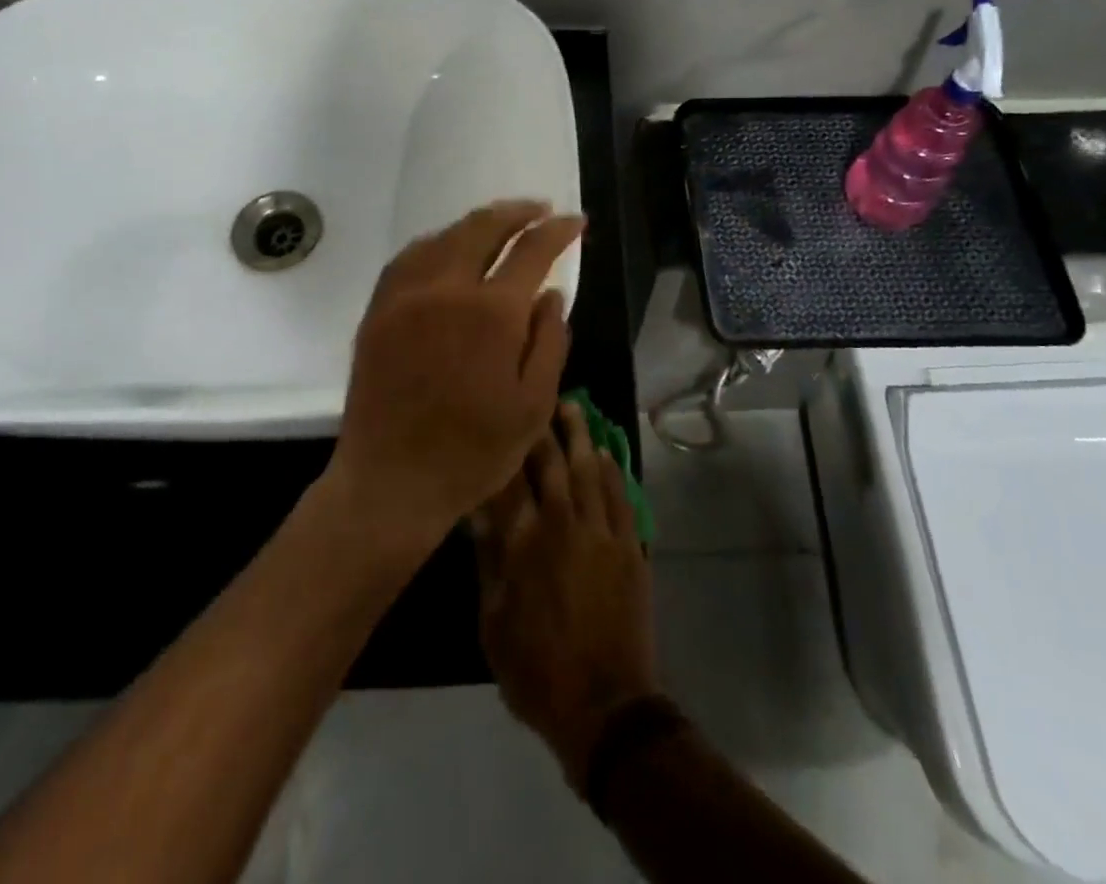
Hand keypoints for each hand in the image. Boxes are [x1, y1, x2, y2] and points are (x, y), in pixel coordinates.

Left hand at [327, 200, 584, 556]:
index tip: (576, 223)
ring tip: (501, 224)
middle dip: (518, 212)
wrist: (391, 482)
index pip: (533, 250)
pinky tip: (449, 249)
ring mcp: (406, 295)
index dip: (559, 231)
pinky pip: (410, 257)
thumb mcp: (534, 406)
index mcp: (492, 313)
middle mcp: (447, 289)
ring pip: (445, 236)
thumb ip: (550, 341)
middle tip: (540, 210)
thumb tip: (552, 294)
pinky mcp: (379, 310)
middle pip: (484, 227)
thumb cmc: (474, 452)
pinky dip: (438, 242)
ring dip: (478, 223)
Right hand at [475, 402, 659, 791]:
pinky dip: (613, 471)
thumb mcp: (493, 622)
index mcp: (524, 543)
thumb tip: (475, 512)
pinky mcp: (630, 546)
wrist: (605, 707)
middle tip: (536, 398)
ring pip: (590, 469)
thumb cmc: (536, 671)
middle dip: (541, 429)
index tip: (495, 419)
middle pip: (551, 464)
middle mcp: (564, 524)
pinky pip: (621, 496)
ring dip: (580, 436)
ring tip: (572, 408)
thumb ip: (488, 560)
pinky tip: (606, 454)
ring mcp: (602, 532)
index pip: (508, 481)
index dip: (502, 448)